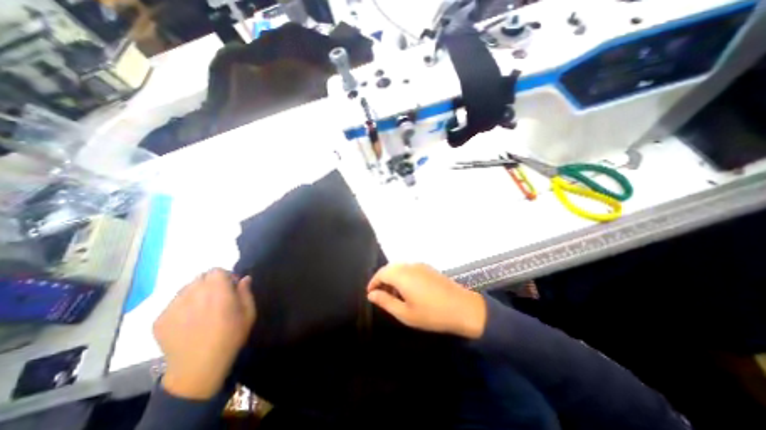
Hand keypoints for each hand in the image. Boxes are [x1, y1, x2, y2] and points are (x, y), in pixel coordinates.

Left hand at [154, 269, 256, 399]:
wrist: (199, 367)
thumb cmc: (230, 337)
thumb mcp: (248, 313)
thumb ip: (246, 292)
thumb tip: (244, 278)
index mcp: (218, 291)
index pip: (216, 270)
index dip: (225, 276)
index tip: (230, 287)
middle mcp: (194, 294)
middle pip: (201, 277)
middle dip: (210, 283)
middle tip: (217, 298)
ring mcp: (173, 306)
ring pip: (186, 289)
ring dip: (196, 293)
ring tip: (201, 309)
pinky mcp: (160, 319)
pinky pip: (173, 303)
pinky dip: (183, 306)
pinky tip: (189, 321)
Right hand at [364, 262, 482, 338]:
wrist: (463, 308)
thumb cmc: (431, 314)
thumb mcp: (405, 313)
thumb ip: (386, 301)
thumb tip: (371, 294)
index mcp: (402, 275)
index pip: (381, 273)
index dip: (373, 282)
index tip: (370, 294)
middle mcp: (409, 265)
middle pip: (390, 268)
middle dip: (382, 280)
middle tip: (381, 296)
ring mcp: (420, 265)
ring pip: (400, 267)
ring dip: (393, 278)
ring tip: (395, 296)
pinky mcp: (428, 268)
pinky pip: (410, 268)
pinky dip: (403, 276)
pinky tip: (408, 290)